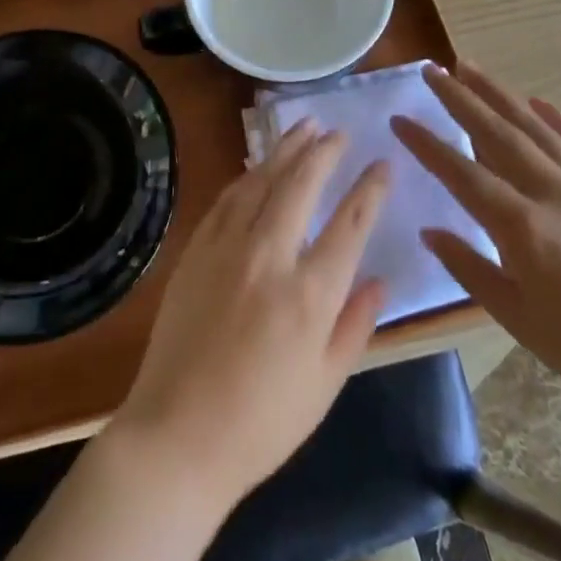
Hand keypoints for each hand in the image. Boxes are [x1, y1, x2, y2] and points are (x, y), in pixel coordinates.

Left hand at [109, 121, 389, 509]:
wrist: (178, 434)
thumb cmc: (262, 422)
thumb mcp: (325, 385)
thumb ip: (355, 325)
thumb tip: (380, 280)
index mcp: (309, 295)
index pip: (349, 225)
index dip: (369, 189)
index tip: (382, 164)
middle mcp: (269, 257)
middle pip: (300, 186)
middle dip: (323, 152)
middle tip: (337, 131)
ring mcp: (226, 248)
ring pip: (260, 181)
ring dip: (284, 150)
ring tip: (303, 126)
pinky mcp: (195, 250)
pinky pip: (226, 200)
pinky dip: (247, 176)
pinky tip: (257, 166)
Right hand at [392, 64, 560, 425]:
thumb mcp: (517, 318)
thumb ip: (469, 269)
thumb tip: (431, 231)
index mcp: (522, 227)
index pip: (462, 173)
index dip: (427, 144)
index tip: (400, 118)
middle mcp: (554, 193)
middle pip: (497, 134)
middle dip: (459, 99)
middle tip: (432, 71)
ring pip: (536, 128)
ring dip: (500, 94)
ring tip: (471, 68)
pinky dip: (558, 119)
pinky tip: (538, 101)